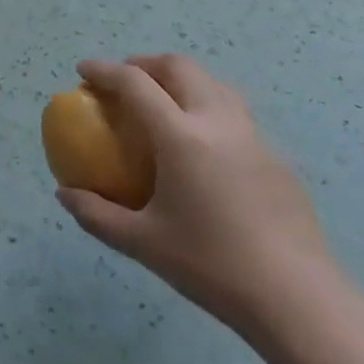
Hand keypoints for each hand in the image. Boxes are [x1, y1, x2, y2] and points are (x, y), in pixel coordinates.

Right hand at [56, 54, 341, 338]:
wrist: (298, 299)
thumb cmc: (212, 266)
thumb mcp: (142, 243)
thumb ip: (97, 215)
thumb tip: (65, 195)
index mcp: (182, 137)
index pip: (135, 83)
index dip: (105, 71)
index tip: (84, 71)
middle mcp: (218, 122)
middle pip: (179, 67)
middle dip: (144, 64)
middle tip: (122, 82)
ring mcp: (253, 136)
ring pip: (212, 82)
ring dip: (180, 79)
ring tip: (161, 103)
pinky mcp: (275, 157)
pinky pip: (234, 112)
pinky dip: (205, 106)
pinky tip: (200, 146)